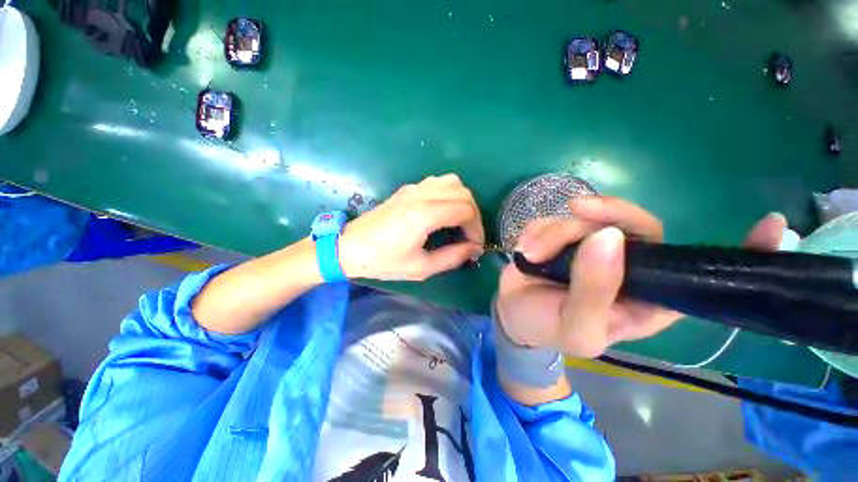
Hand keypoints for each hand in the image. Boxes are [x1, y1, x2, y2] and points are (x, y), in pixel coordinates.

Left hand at [339, 174, 484, 280]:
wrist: (349, 247)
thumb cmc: (383, 261)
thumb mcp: (420, 267)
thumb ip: (452, 257)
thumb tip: (474, 249)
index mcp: (424, 214)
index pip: (466, 211)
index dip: (476, 229)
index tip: (475, 246)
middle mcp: (421, 195)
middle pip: (463, 193)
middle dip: (473, 214)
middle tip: (469, 235)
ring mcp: (413, 188)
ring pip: (451, 182)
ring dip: (462, 201)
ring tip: (459, 222)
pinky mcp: (407, 189)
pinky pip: (437, 182)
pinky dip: (448, 194)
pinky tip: (442, 212)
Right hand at [495, 196, 786, 357]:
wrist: (513, 313)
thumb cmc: (547, 328)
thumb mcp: (575, 326)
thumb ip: (594, 290)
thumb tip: (609, 237)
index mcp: (646, 298)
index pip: (701, 275)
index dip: (740, 253)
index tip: (773, 225)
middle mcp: (627, 265)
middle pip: (638, 224)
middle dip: (608, 213)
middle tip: (577, 210)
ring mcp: (592, 246)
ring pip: (588, 217)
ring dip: (554, 232)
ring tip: (531, 256)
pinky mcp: (563, 235)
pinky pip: (557, 217)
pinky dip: (538, 230)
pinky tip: (525, 249)